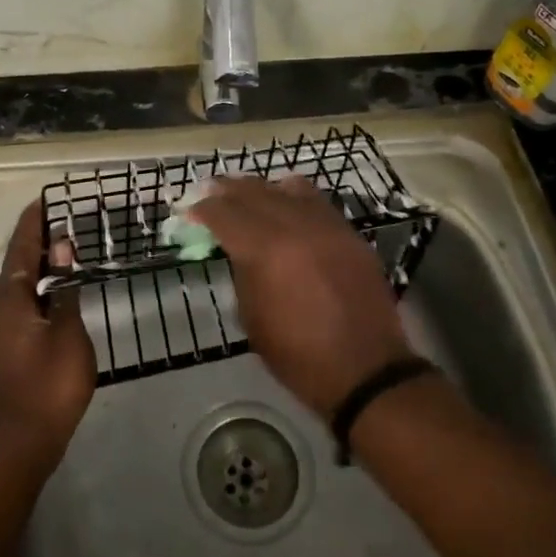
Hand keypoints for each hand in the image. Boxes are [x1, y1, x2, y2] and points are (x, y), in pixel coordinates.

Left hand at [0, 202, 95, 468]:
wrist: (19, 444)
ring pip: (22, 285)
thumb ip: (64, 291)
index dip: (34, 222)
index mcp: (11, 299)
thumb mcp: (66, 334)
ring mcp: (2, 330)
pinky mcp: (10, 348)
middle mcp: (1, 308)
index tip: (46, 199)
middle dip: (39, 239)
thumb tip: (62, 250)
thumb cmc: (48, 385)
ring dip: (42, 264)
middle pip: (20, 264)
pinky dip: (42, 287)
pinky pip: (25, 303)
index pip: (23, 248)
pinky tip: (60, 291)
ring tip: (67, 247)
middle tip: (63, 218)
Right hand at [188, 177, 413, 417]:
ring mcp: (325, 224)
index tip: (188, 211)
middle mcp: (294, 226)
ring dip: (260, 189)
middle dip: (225, 190)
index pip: (223, 213)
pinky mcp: (348, 231)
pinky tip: (285, 204)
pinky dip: (293, 196)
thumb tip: (237, 249)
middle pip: (252, 191)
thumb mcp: (252, 317)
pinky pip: (315, 200)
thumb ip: (242, 272)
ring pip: (285, 187)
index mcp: (264, 250)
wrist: (366, 370)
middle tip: (208, 192)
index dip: (201, 209)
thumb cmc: (299, 355)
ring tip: (246, 196)